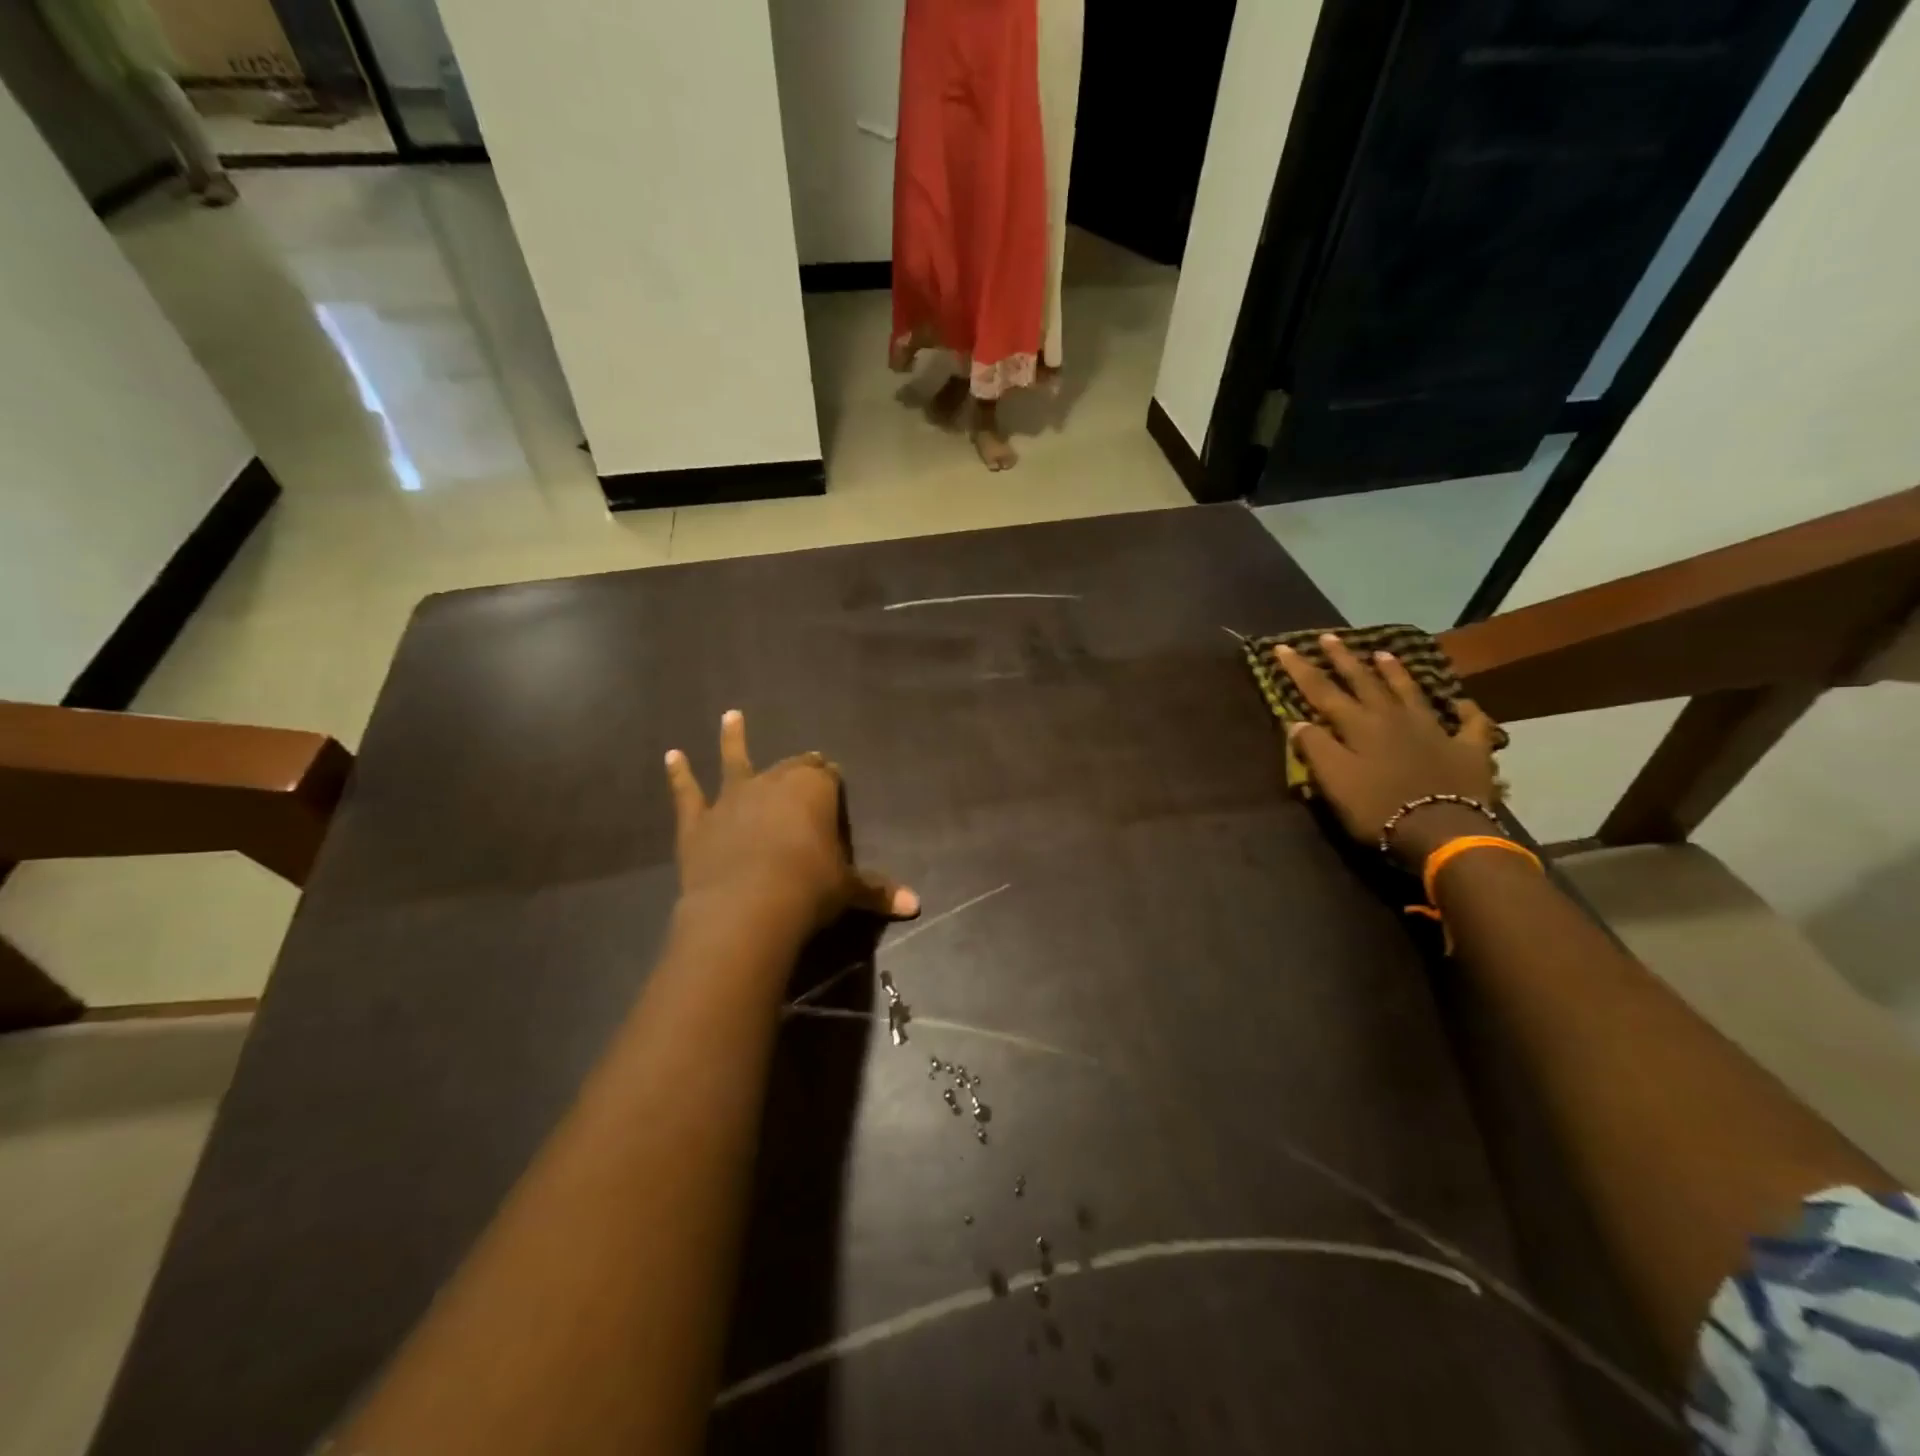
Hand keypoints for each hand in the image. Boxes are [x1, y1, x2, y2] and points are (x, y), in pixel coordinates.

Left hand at [664, 711, 918, 933]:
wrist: (747, 908)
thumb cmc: (809, 889)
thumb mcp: (848, 889)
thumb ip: (877, 891)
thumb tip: (916, 905)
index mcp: (814, 790)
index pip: (827, 776)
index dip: (830, 778)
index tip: (832, 778)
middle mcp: (774, 783)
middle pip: (789, 766)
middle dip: (798, 764)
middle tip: (805, 761)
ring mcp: (732, 798)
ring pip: (734, 760)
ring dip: (732, 738)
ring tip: (729, 716)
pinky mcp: (698, 821)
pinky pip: (688, 792)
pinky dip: (679, 774)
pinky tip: (671, 756)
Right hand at [1275, 636, 1502, 866]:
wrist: (1444, 830)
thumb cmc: (1378, 807)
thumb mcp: (1334, 781)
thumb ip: (1315, 748)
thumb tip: (1297, 722)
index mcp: (1358, 725)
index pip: (1322, 691)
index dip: (1300, 669)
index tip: (1283, 647)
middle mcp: (1393, 718)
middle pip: (1365, 682)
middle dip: (1344, 659)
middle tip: (1330, 637)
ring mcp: (1434, 730)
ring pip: (1410, 693)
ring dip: (1395, 673)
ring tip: (1383, 653)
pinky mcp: (1467, 749)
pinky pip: (1469, 724)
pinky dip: (1465, 712)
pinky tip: (1463, 704)